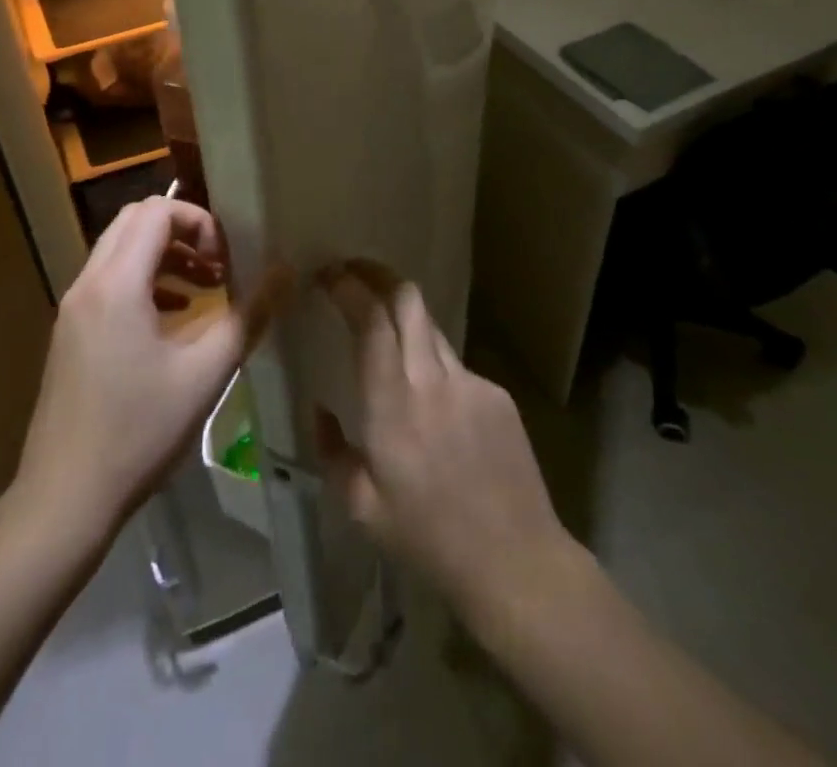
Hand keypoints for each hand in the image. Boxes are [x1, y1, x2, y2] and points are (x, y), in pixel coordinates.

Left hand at [16, 198, 263, 536]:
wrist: (64, 500)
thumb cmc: (139, 432)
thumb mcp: (206, 373)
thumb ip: (249, 315)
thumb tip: (285, 271)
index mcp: (116, 284)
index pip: (156, 211)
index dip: (199, 222)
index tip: (227, 260)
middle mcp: (88, 284)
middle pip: (134, 221)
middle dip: (182, 232)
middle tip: (218, 266)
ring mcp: (72, 309)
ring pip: (119, 250)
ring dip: (163, 256)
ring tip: (204, 289)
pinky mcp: (69, 333)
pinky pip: (108, 281)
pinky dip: (143, 281)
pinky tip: (172, 319)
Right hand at [317, 260, 570, 618]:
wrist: (516, 562)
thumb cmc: (429, 540)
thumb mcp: (361, 508)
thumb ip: (331, 450)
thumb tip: (320, 408)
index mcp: (393, 406)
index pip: (372, 320)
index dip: (348, 287)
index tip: (326, 275)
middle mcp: (432, 380)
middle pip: (408, 298)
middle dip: (376, 274)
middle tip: (352, 274)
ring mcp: (471, 382)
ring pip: (430, 327)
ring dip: (402, 319)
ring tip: (385, 338)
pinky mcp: (497, 394)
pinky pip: (454, 364)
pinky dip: (432, 365)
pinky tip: (433, 408)